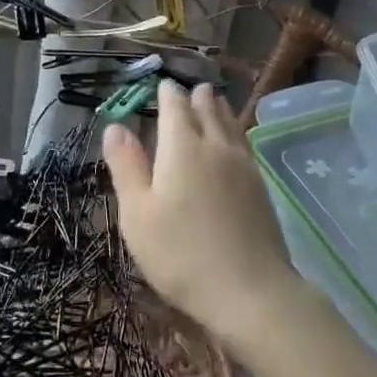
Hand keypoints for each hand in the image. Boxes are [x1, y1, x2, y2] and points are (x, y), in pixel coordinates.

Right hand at [102, 81, 303, 355]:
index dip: (166, 93)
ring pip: (230, 122)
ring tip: (211, 101)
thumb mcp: (137, 214)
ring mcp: (243, 164)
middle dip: (195, 96)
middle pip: (208, 108)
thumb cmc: (181, 254)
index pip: (175, 105)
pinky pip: (243, 142)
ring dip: (218, 108)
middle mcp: (216, 145)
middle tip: (188, 90)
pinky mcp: (260, 185)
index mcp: (182, 147)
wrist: (250, 291)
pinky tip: (233, 140)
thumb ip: (126, 166)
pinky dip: (233, 130)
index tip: (162, 86)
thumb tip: (115, 127)